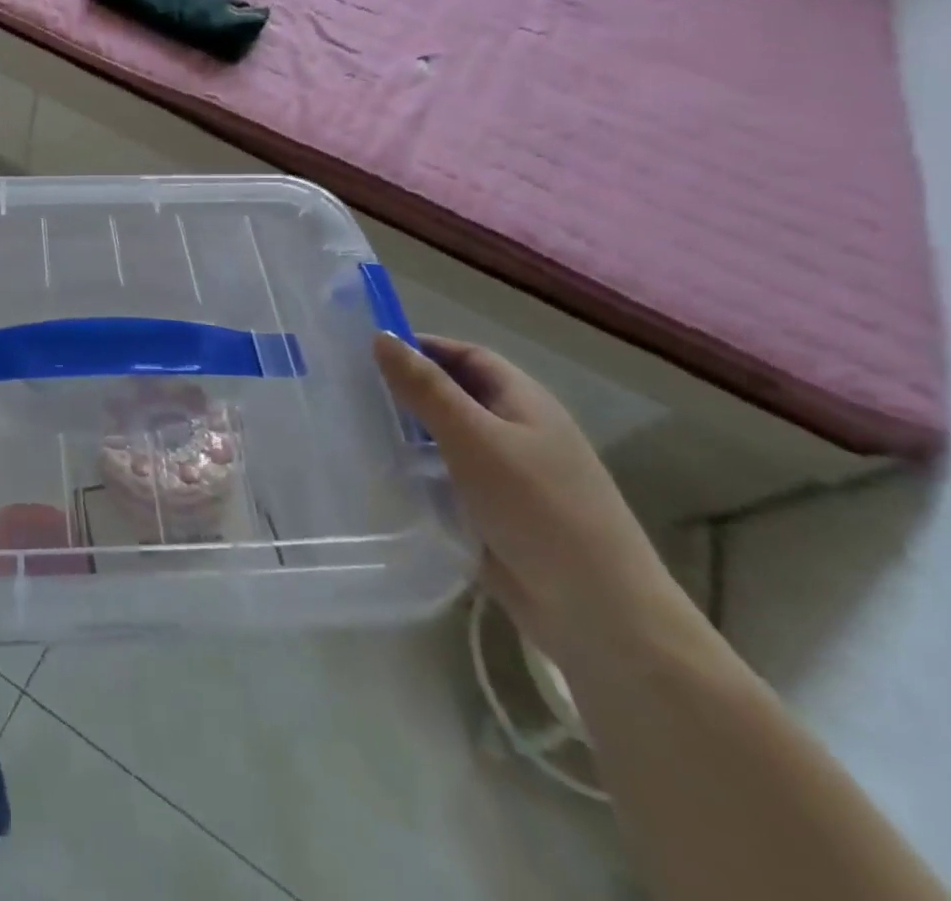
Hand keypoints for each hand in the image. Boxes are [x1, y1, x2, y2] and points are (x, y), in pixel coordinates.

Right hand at [373, 333, 702, 673]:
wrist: (599, 614)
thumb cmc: (538, 508)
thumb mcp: (474, 438)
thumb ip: (425, 388)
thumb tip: (380, 336)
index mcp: (524, 402)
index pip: (467, 356)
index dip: (421, 347)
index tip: (367, 352)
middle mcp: (518, 432)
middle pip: (456, 395)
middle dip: (408, 390)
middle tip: (351, 390)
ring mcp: (509, 476)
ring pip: (448, 439)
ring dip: (409, 433)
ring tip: (356, 430)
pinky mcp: (496, 514)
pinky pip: (449, 479)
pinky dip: (419, 473)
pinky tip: (385, 478)